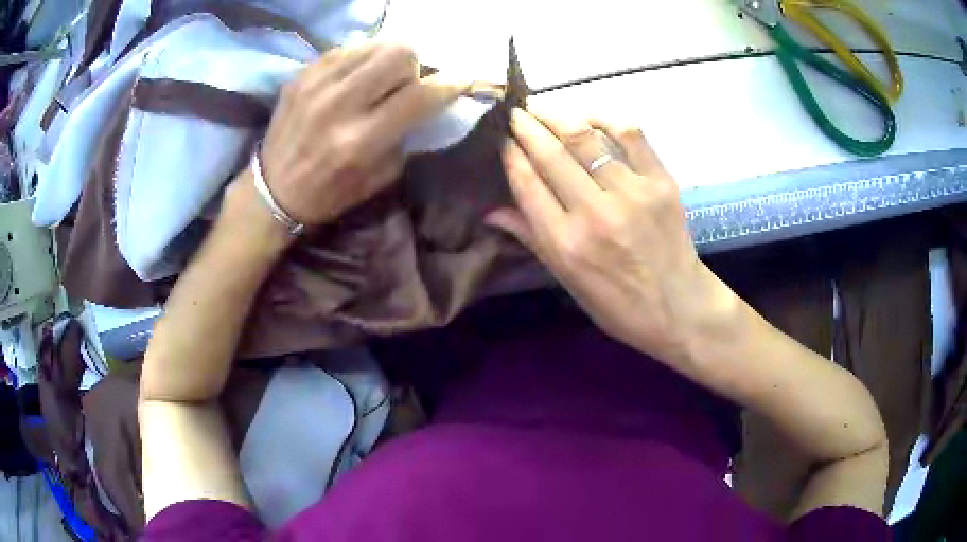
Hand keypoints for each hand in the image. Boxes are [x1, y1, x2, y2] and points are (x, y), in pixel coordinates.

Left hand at [257, 43, 465, 226]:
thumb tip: (427, 101)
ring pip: (373, 44)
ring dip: (385, 60)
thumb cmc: (329, 193)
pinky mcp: (301, 75)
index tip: (460, 81)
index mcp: (360, 140)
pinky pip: (346, 49)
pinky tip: (350, 80)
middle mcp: (338, 105)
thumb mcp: (379, 178)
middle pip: (399, 52)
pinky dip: (358, 61)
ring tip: (375, 80)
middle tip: (402, 84)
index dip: (449, 84)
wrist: (272, 191)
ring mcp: (315, 84)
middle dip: (412, 67)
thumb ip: (405, 135)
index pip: (419, 95)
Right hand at [487, 109, 730, 364]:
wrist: (679, 308)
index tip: (501, 138)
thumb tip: (490, 210)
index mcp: (565, 243)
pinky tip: (588, 117)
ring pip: (585, 138)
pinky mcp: (660, 181)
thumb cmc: (618, 304)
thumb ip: (531, 237)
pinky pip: (629, 134)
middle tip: (516, 114)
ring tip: (544, 110)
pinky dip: (605, 118)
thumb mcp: (567, 280)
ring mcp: (631, 193)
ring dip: (557, 117)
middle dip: (526, 127)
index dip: (510, 153)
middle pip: (551, 153)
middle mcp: (594, 213)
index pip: (527, 182)